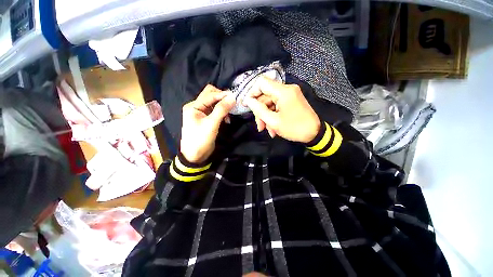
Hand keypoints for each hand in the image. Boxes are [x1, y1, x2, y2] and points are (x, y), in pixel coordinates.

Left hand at [181, 85, 234, 162]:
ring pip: (214, 103)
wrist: (195, 155)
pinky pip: (215, 110)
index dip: (222, 95)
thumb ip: (221, 110)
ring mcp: (201, 112)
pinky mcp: (206, 118)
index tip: (235, 97)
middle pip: (211, 95)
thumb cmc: (201, 139)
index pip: (209, 94)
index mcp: (194, 106)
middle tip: (232, 103)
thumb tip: (232, 97)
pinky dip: (222, 112)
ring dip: (223, 106)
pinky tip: (226, 119)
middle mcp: (196, 106)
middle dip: (222, 98)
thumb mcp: (212, 124)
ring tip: (230, 113)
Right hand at [244, 77, 320, 142]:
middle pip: (265, 96)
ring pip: (270, 103)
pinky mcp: (291, 101)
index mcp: (283, 92)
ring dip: (267, 116)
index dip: (252, 93)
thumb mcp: (274, 121)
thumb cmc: (294, 128)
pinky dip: (273, 116)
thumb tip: (248, 101)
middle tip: (260, 126)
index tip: (248, 105)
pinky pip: (277, 106)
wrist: (315, 134)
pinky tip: (273, 128)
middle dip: (260, 112)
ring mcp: (290, 95)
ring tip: (267, 130)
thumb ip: (259, 110)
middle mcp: (287, 89)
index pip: (262, 83)